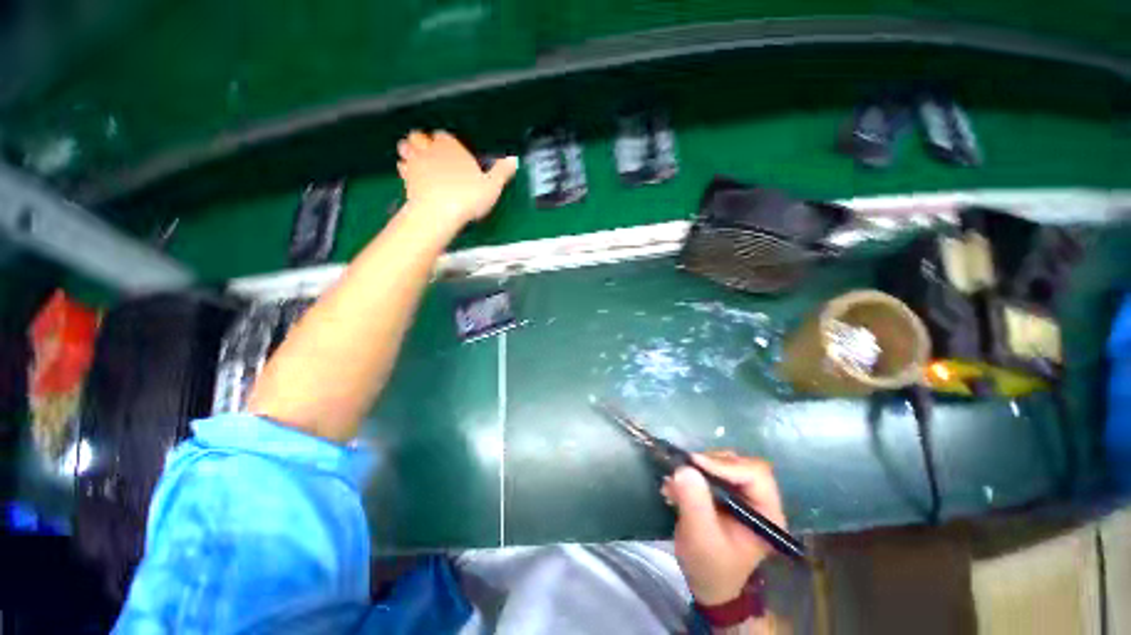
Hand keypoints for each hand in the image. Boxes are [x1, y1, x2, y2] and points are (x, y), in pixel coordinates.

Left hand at [396, 130, 517, 228]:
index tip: (455, 151)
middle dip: (424, 141)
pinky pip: (401, 166)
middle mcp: (430, 149)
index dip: (449, 142)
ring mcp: (415, 162)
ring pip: (406, 146)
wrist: (438, 214)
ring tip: (419, 159)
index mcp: (451, 146)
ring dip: (411, 150)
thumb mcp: (491, 186)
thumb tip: (513, 159)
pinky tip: (413, 176)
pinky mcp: (406, 178)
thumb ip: (501, 171)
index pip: (445, 135)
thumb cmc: (467, 197)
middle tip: (433, 152)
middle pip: (420, 135)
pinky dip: (406, 168)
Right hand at [661, 451, 786, 605]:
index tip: (693, 463)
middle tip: (683, 469)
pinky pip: (712, 467)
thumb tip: (684, 468)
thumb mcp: (700, 538)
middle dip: (708, 463)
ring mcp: (743, 493)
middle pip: (739, 463)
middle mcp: (759, 498)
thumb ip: (695, 503)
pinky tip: (677, 483)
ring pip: (724, 461)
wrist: (708, 582)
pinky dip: (693, 470)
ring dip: (698, 466)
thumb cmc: (710, 566)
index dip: (724, 465)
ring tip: (677, 479)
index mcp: (766, 512)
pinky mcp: (727, 490)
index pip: (755, 474)